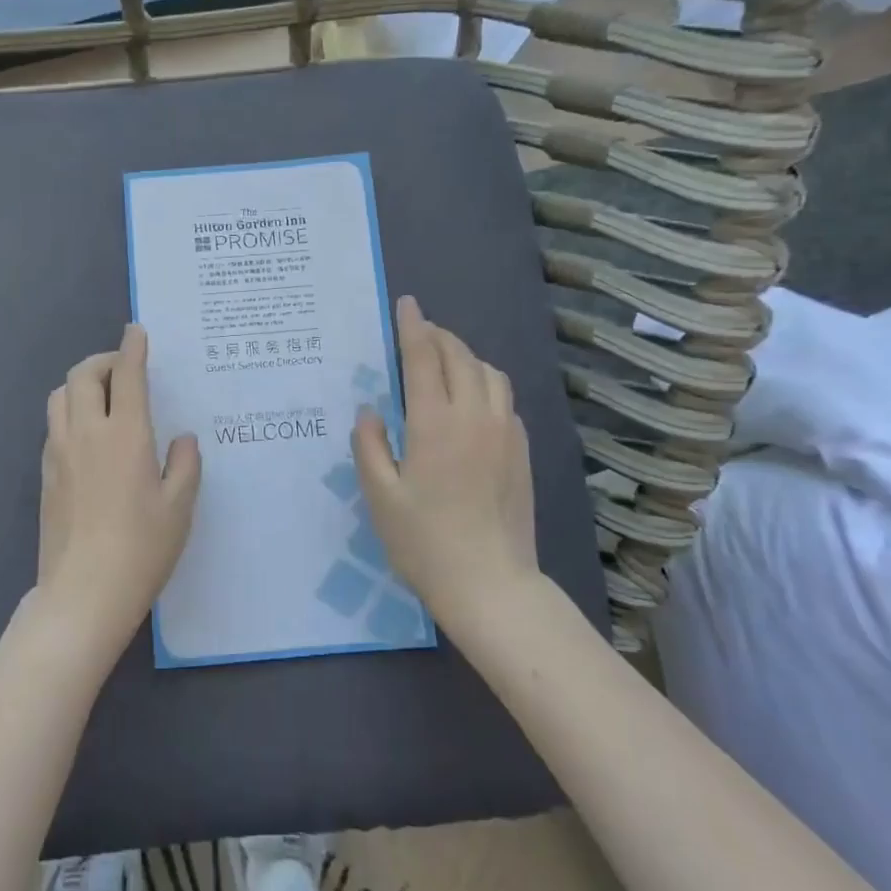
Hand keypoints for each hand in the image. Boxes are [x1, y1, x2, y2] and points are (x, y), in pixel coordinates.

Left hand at [35, 324, 201, 668]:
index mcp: (125, 434)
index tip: (136, 331)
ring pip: (60, 396)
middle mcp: (87, 433)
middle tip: (123, 369)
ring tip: (103, 398)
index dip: (132, 347)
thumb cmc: (142, 549)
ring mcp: (59, 452)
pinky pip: (54, 425)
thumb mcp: (179, 507)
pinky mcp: (45, 474)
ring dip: (81, 384)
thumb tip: (181, 439)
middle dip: (103, 360)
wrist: (83, 593)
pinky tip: (88, 436)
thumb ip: (184, 464)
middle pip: (82, 375)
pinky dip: (70, 412)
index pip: (127, 374)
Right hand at [353, 296, 539, 624]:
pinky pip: (504, 398)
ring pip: (489, 373)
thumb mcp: (379, 496)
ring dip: (465, 356)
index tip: (406, 304)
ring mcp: (505, 433)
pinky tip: (471, 398)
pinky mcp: (522, 451)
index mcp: (435, 423)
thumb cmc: (424, 542)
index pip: (424, 357)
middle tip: (418, 331)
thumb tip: (370, 410)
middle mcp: (475, 417)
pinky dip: (485, 382)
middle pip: (460, 356)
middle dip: (438, 336)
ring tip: (444, 360)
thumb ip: (369, 445)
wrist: (491, 586)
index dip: (413, 326)